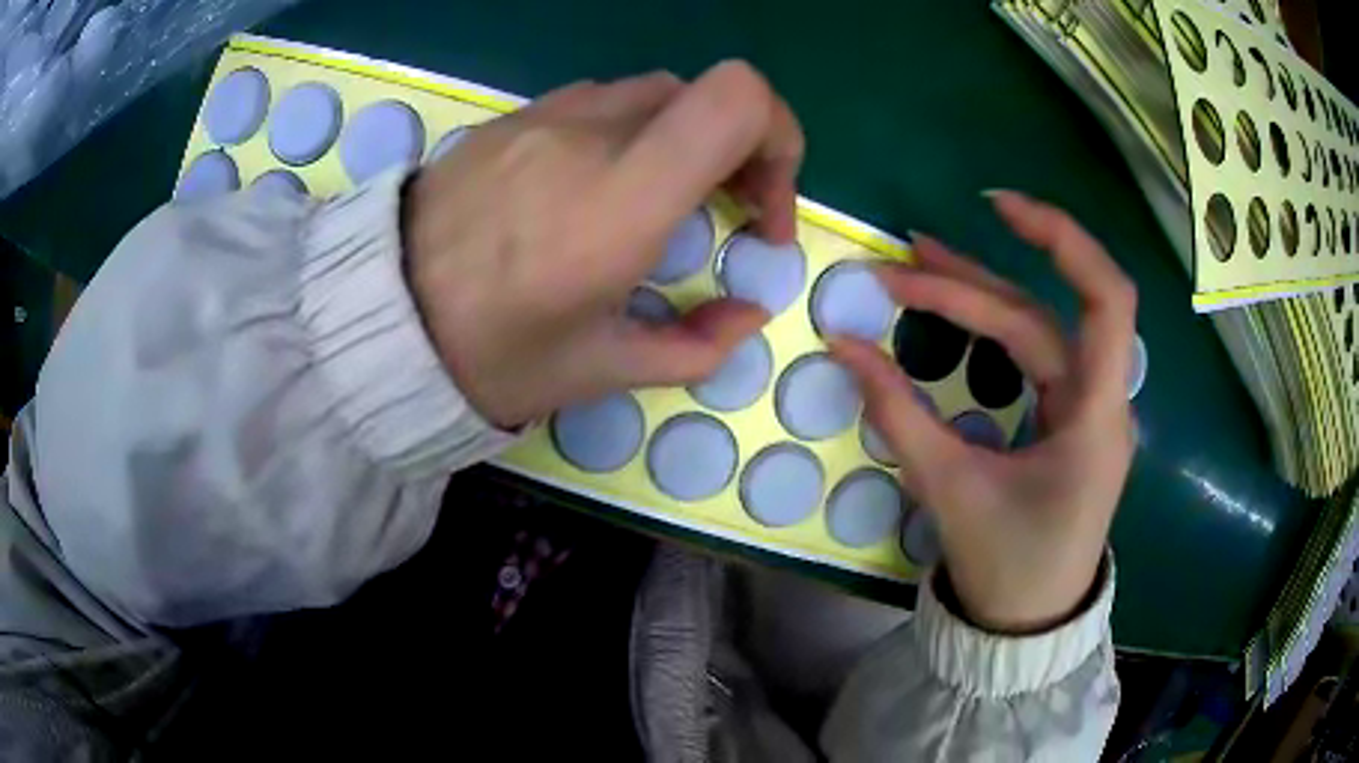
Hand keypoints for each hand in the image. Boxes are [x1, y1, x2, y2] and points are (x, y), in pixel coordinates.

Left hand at [404, 62, 803, 427]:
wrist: (378, 321)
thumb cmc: (490, 356)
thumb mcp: (600, 371)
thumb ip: (696, 346)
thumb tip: (748, 312)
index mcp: (620, 199)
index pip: (737, 99)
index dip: (778, 140)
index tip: (759, 211)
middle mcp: (588, 134)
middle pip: (705, 94)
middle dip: (740, 152)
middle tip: (725, 216)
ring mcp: (543, 115)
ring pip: (654, 95)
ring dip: (683, 141)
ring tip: (659, 204)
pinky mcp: (511, 118)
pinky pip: (597, 103)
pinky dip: (628, 134)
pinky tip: (595, 189)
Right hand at [830, 192, 1136, 633]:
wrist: (1028, 620)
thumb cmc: (1007, 565)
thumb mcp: (950, 490)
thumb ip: (898, 415)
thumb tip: (843, 347)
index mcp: (1097, 417)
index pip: (1107, 301)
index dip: (1064, 241)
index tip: (1000, 208)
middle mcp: (1101, 399)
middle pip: (1043, 314)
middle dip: (973, 284)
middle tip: (901, 264)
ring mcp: (1086, 407)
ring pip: (1037, 330)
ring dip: (980, 296)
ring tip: (916, 265)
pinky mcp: (1068, 417)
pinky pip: (1034, 356)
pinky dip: (993, 328)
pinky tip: (957, 309)